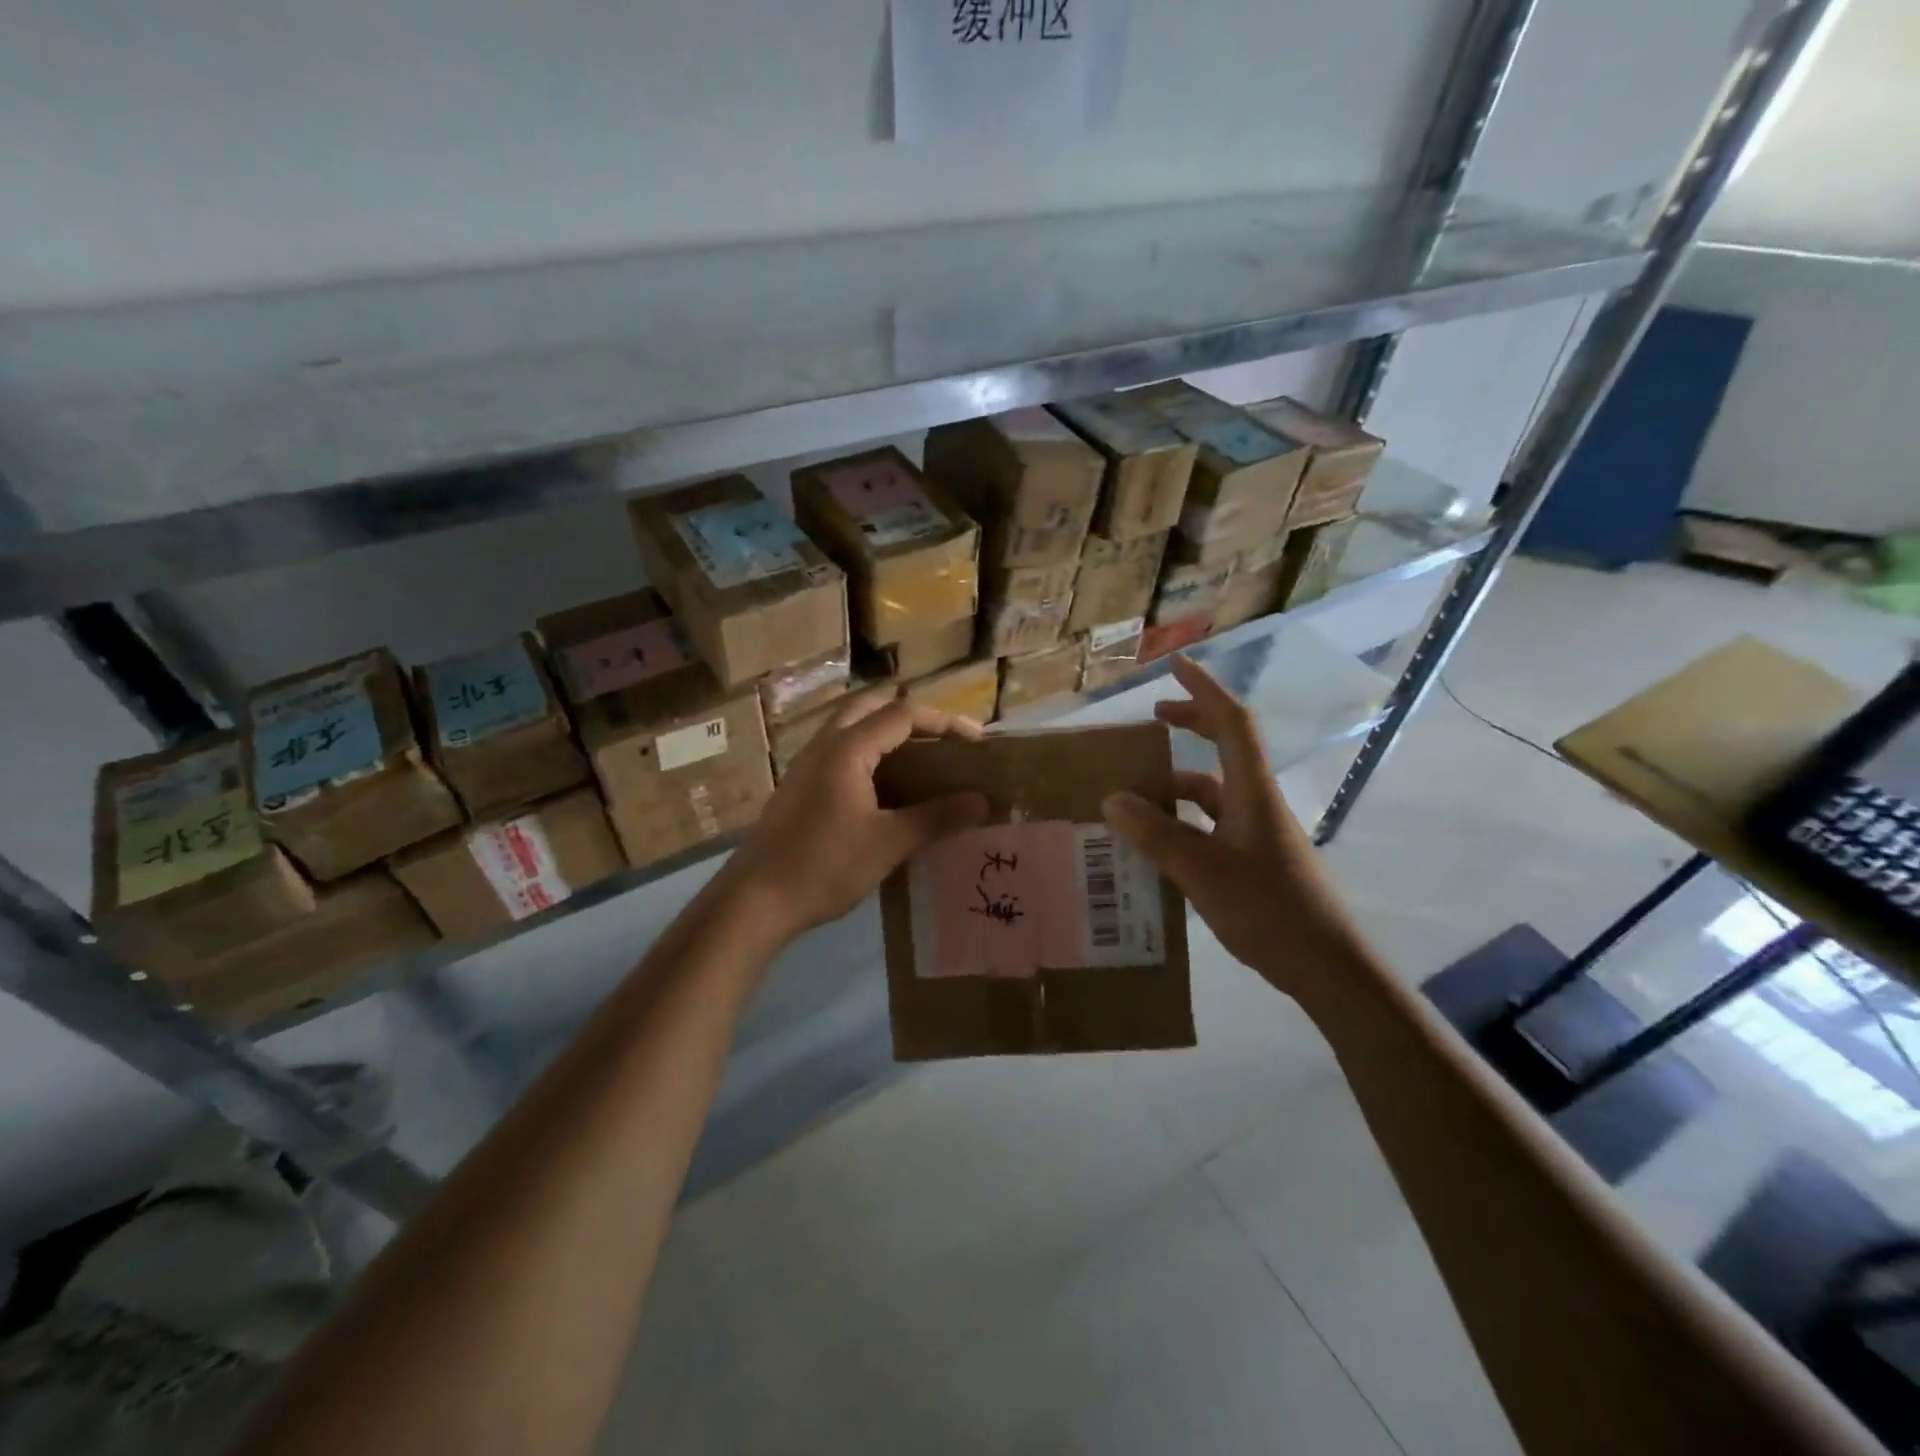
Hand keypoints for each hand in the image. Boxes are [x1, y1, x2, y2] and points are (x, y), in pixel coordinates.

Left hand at [726, 688, 989, 939]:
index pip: (903, 715)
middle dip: (912, 717)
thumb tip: (982, 801)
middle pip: (871, 707)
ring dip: (887, 733)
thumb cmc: (824, 866)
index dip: (944, 723)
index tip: (976, 743)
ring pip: (851, 728)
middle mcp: (824, 745)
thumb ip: (936, 818)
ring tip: (920, 759)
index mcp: (847, 749)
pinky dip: (869, 754)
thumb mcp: (888, 843)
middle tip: (943, 741)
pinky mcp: (798, 786)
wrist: (754, 900)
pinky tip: (884, 788)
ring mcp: (806, 764)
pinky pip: (840, 752)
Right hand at [1100, 657, 1353, 998]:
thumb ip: (1156, 834)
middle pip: (1226, 746)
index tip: (1176, 665)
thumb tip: (1112, 798)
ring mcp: (1257, 832)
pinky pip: (1211, 824)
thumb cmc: (1268, 910)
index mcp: (1251, 791)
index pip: (1231, 722)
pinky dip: (1183, 821)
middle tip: (1152, 719)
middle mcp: (1256, 802)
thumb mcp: (1202, 871)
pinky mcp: (1254, 859)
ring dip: (1177, 783)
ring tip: (1133, 794)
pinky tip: (1156, 843)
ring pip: (1213, 791)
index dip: (1204, 689)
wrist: (1325, 967)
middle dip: (1191, 724)